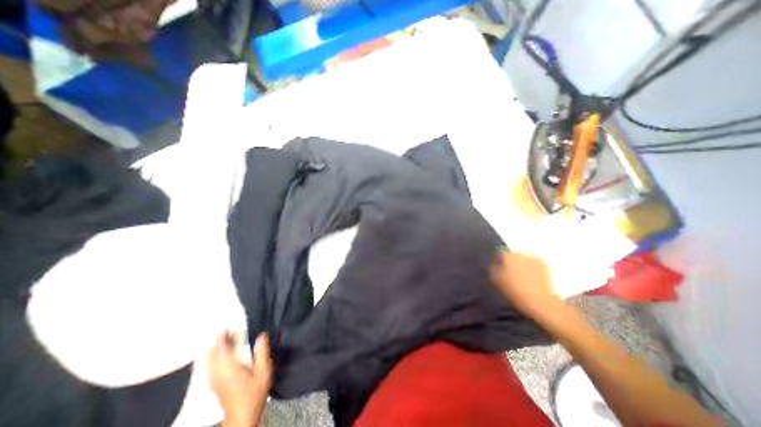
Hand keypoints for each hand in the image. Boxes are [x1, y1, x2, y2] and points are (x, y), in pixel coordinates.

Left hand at [207, 333, 272, 426]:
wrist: (242, 418)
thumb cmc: (254, 394)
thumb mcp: (264, 371)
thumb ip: (261, 352)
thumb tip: (261, 336)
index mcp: (229, 367)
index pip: (222, 347)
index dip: (224, 335)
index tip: (228, 324)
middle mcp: (218, 373)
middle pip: (212, 353)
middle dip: (218, 340)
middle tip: (227, 328)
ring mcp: (214, 380)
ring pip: (209, 360)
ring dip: (216, 347)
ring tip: (226, 337)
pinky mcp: (214, 384)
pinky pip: (210, 366)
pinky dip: (214, 356)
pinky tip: (222, 353)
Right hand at [494, 250, 563, 320]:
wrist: (537, 300)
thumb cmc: (513, 289)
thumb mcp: (496, 280)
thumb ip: (493, 269)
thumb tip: (495, 265)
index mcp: (508, 255)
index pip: (499, 254)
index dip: (497, 262)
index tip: (496, 269)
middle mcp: (521, 253)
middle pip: (512, 256)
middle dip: (510, 263)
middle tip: (508, 273)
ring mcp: (534, 259)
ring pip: (524, 260)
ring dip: (521, 266)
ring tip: (520, 277)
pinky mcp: (545, 266)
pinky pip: (534, 265)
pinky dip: (531, 270)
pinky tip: (530, 279)